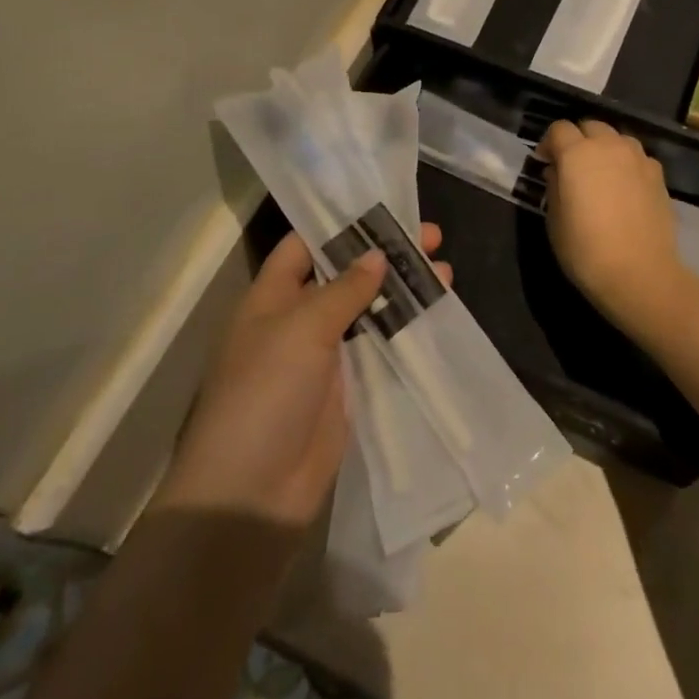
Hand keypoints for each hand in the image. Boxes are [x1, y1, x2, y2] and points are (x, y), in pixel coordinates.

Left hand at [154, 223, 445, 529]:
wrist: (253, 493)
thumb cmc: (266, 393)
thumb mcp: (302, 328)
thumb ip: (344, 289)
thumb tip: (377, 255)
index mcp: (272, 297)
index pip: (306, 245)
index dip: (341, 223)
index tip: (384, 204)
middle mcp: (297, 319)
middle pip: (346, 274)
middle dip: (385, 254)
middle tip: (432, 236)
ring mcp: (324, 356)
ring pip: (369, 309)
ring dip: (404, 289)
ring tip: (445, 270)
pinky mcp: (349, 388)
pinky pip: (380, 347)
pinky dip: (405, 328)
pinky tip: (437, 312)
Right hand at [539, 119, 687, 331]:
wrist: (640, 273)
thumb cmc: (586, 249)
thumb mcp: (554, 220)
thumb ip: (554, 186)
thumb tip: (557, 171)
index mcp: (577, 153)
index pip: (559, 129)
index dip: (549, 143)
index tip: (545, 163)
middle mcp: (609, 145)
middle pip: (590, 126)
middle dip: (578, 139)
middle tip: (572, 166)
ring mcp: (637, 157)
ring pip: (617, 138)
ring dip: (604, 148)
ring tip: (600, 174)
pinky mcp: (658, 174)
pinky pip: (637, 157)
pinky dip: (626, 164)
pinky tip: (624, 188)